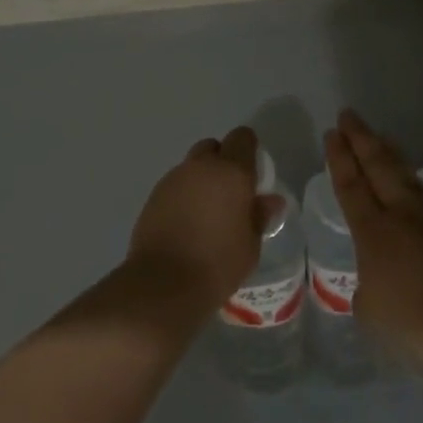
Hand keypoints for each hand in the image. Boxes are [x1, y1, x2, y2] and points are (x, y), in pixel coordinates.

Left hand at [128, 127, 281, 309]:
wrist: (163, 284)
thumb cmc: (217, 264)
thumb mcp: (250, 245)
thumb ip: (258, 216)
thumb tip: (269, 200)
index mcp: (231, 172)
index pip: (242, 138)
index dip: (249, 150)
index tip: (253, 174)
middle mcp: (201, 167)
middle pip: (213, 147)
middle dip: (223, 162)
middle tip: (230, 193)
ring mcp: (173, 178)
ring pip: (192, 166)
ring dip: (201, 180)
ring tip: (207, 213)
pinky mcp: (154, 195)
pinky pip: (175, 185)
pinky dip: (184, 195)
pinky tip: (186, 223)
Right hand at [326, 108, 422, 373]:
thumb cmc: (414, 325)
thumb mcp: (370, 310)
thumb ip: (367, 286)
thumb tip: (376, 278)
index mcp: (373, 231)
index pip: (351, 184)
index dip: (339, 157)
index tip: (332, 133)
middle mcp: (402, 215)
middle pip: (378, 166)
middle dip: (361, 138)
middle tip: (348, 115)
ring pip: (405, 175)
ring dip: (388, 152)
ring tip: (378, 136)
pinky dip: (410, 177)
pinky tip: (410, 179)